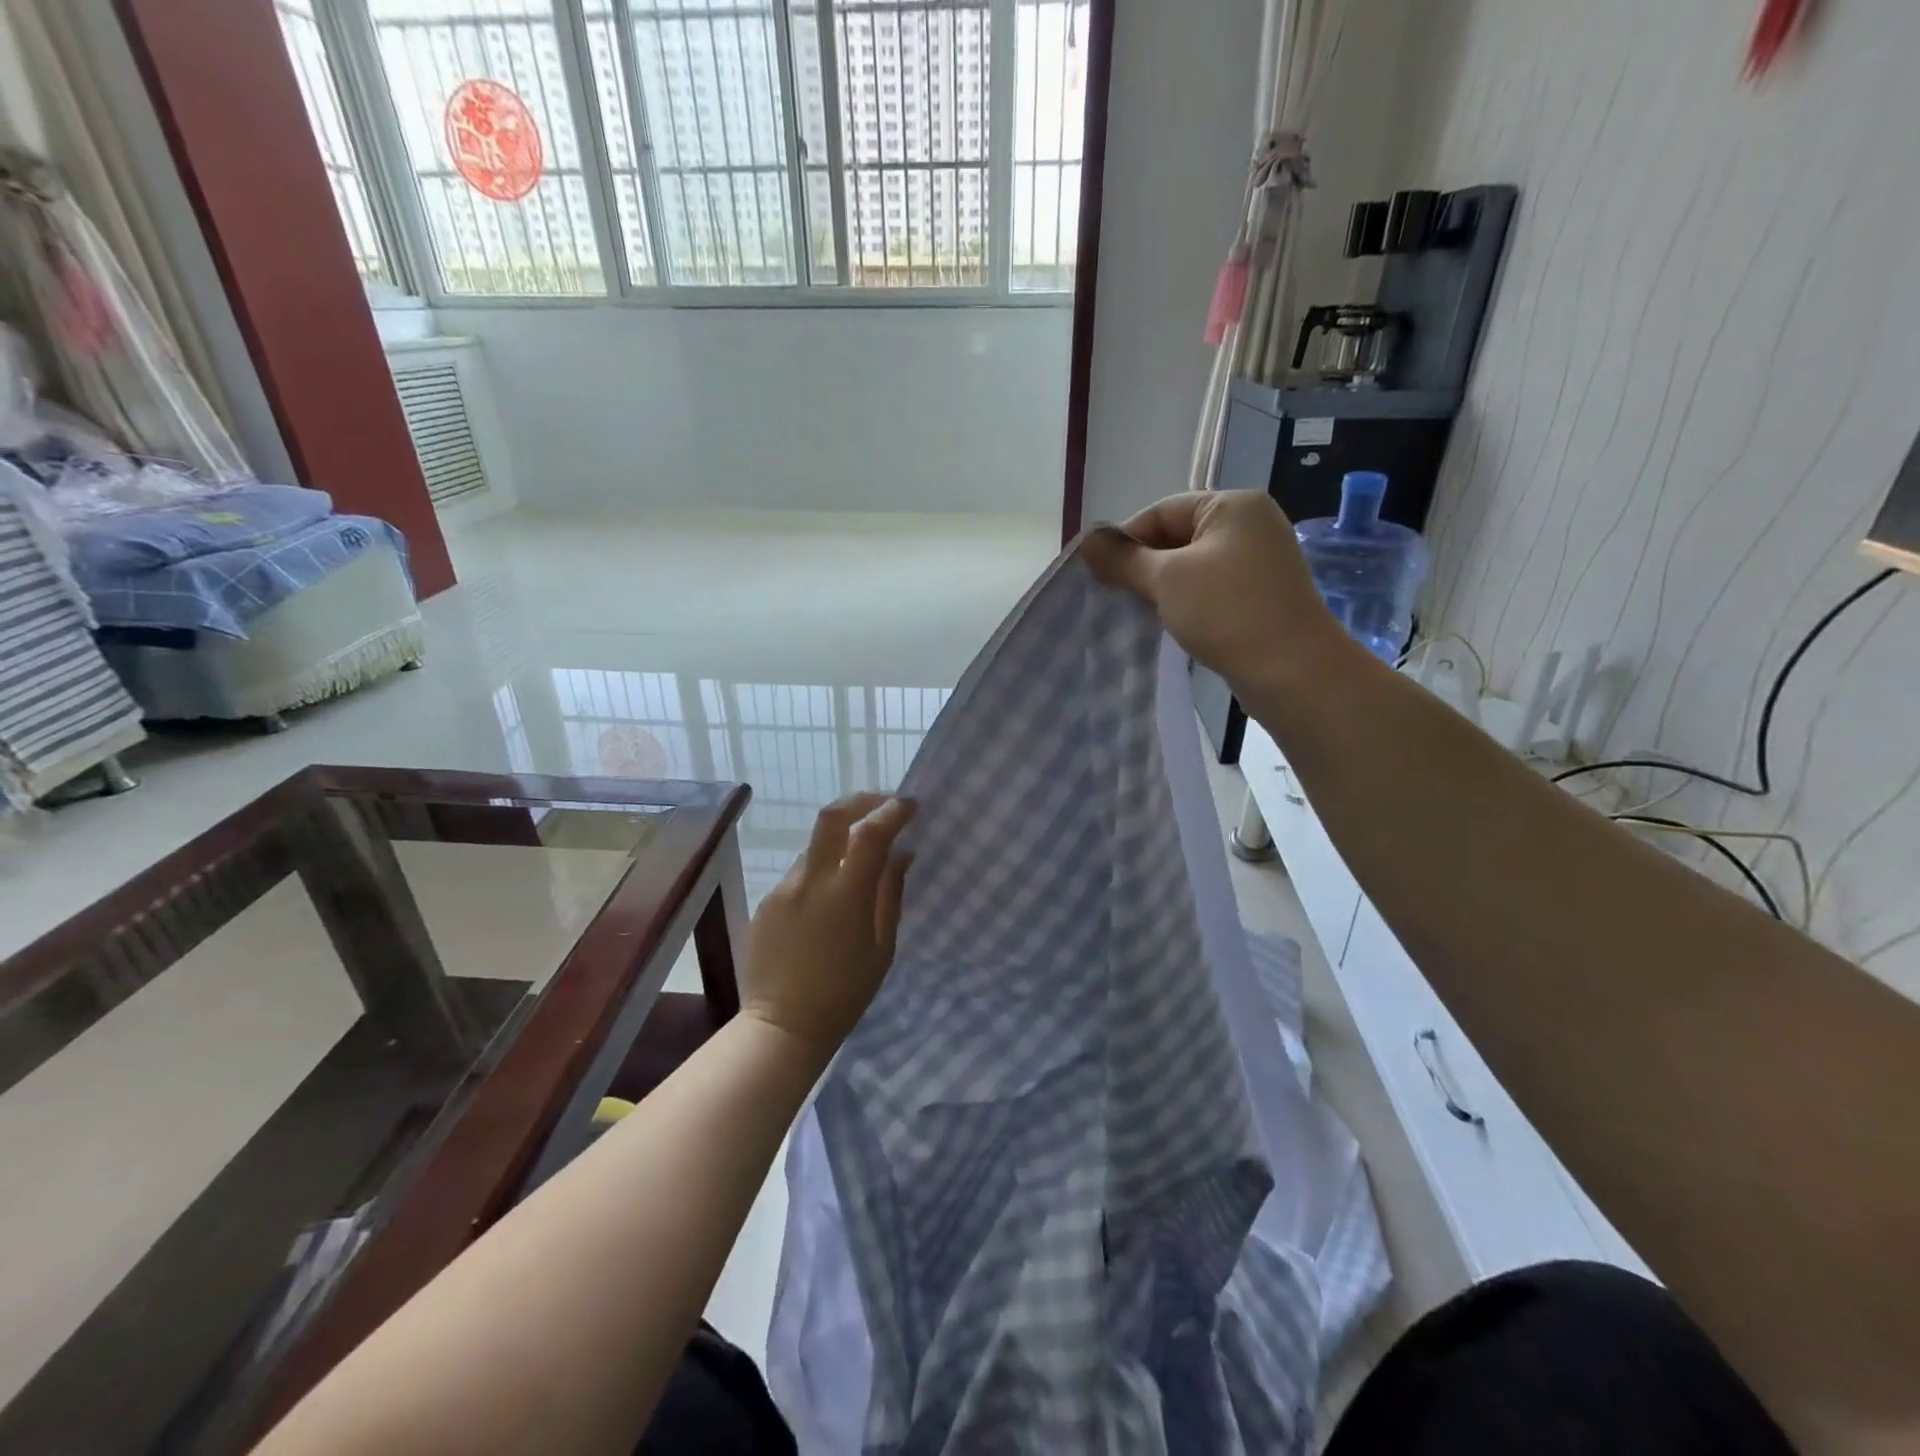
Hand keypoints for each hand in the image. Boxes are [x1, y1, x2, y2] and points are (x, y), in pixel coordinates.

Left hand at [743, 792, 915, 1057]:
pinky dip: (822, 868)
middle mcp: (810, 880)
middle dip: (862, 801)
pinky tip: (832, 898)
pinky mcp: (768, 901)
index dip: (893, 810)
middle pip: (832, 816)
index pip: (870, 832)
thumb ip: (890, 894)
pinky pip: (801, 872)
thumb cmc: (844, 994)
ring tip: (861, 860)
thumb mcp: (882, 947)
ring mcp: (784, 888)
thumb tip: (901, 854)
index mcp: (845, 893)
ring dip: (841, 840)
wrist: (782, 1027)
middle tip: (884, 806)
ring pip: (816, 845)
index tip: (911, 804)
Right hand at [1084, 491, 1345, 696]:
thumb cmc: (1226, 611)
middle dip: (1143, 566)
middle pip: (1177, 536)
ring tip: (1138, 612)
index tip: (1099, 574)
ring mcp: (1260, 562)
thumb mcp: (1166, 579)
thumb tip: (1087, 541)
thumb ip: (1124, 559)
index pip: (1162, 511)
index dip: (1126, 540)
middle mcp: (1251, 525)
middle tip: (1114, 596)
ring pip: (1192, 566)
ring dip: (1162, 588)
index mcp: (1232, 506)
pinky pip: (1211, 589)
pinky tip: (1169, 624)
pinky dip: (1186, 602)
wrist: (1292, 671)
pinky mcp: (1261, 595)